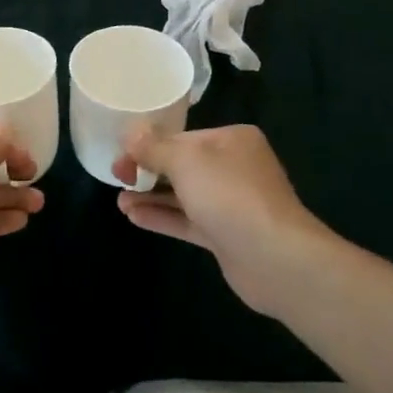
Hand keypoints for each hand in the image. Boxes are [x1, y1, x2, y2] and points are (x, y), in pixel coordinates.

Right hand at [114, 124, 330, 314]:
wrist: (276, 259)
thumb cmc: (230, 195)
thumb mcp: (185, 161)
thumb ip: (154, 148)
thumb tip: (129, 132)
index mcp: (231, 140)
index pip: (182, 136)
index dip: (148, 145)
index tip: (121, 154)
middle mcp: (234, 167)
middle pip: (182, 164)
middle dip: (148, 170)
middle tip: (117, 176)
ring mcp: (232, 204)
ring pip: (183, 194)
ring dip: (151, 196)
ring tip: (119, 200)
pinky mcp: (226, 236)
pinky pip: (188, 220)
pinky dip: (163, 217)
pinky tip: (134, 217)